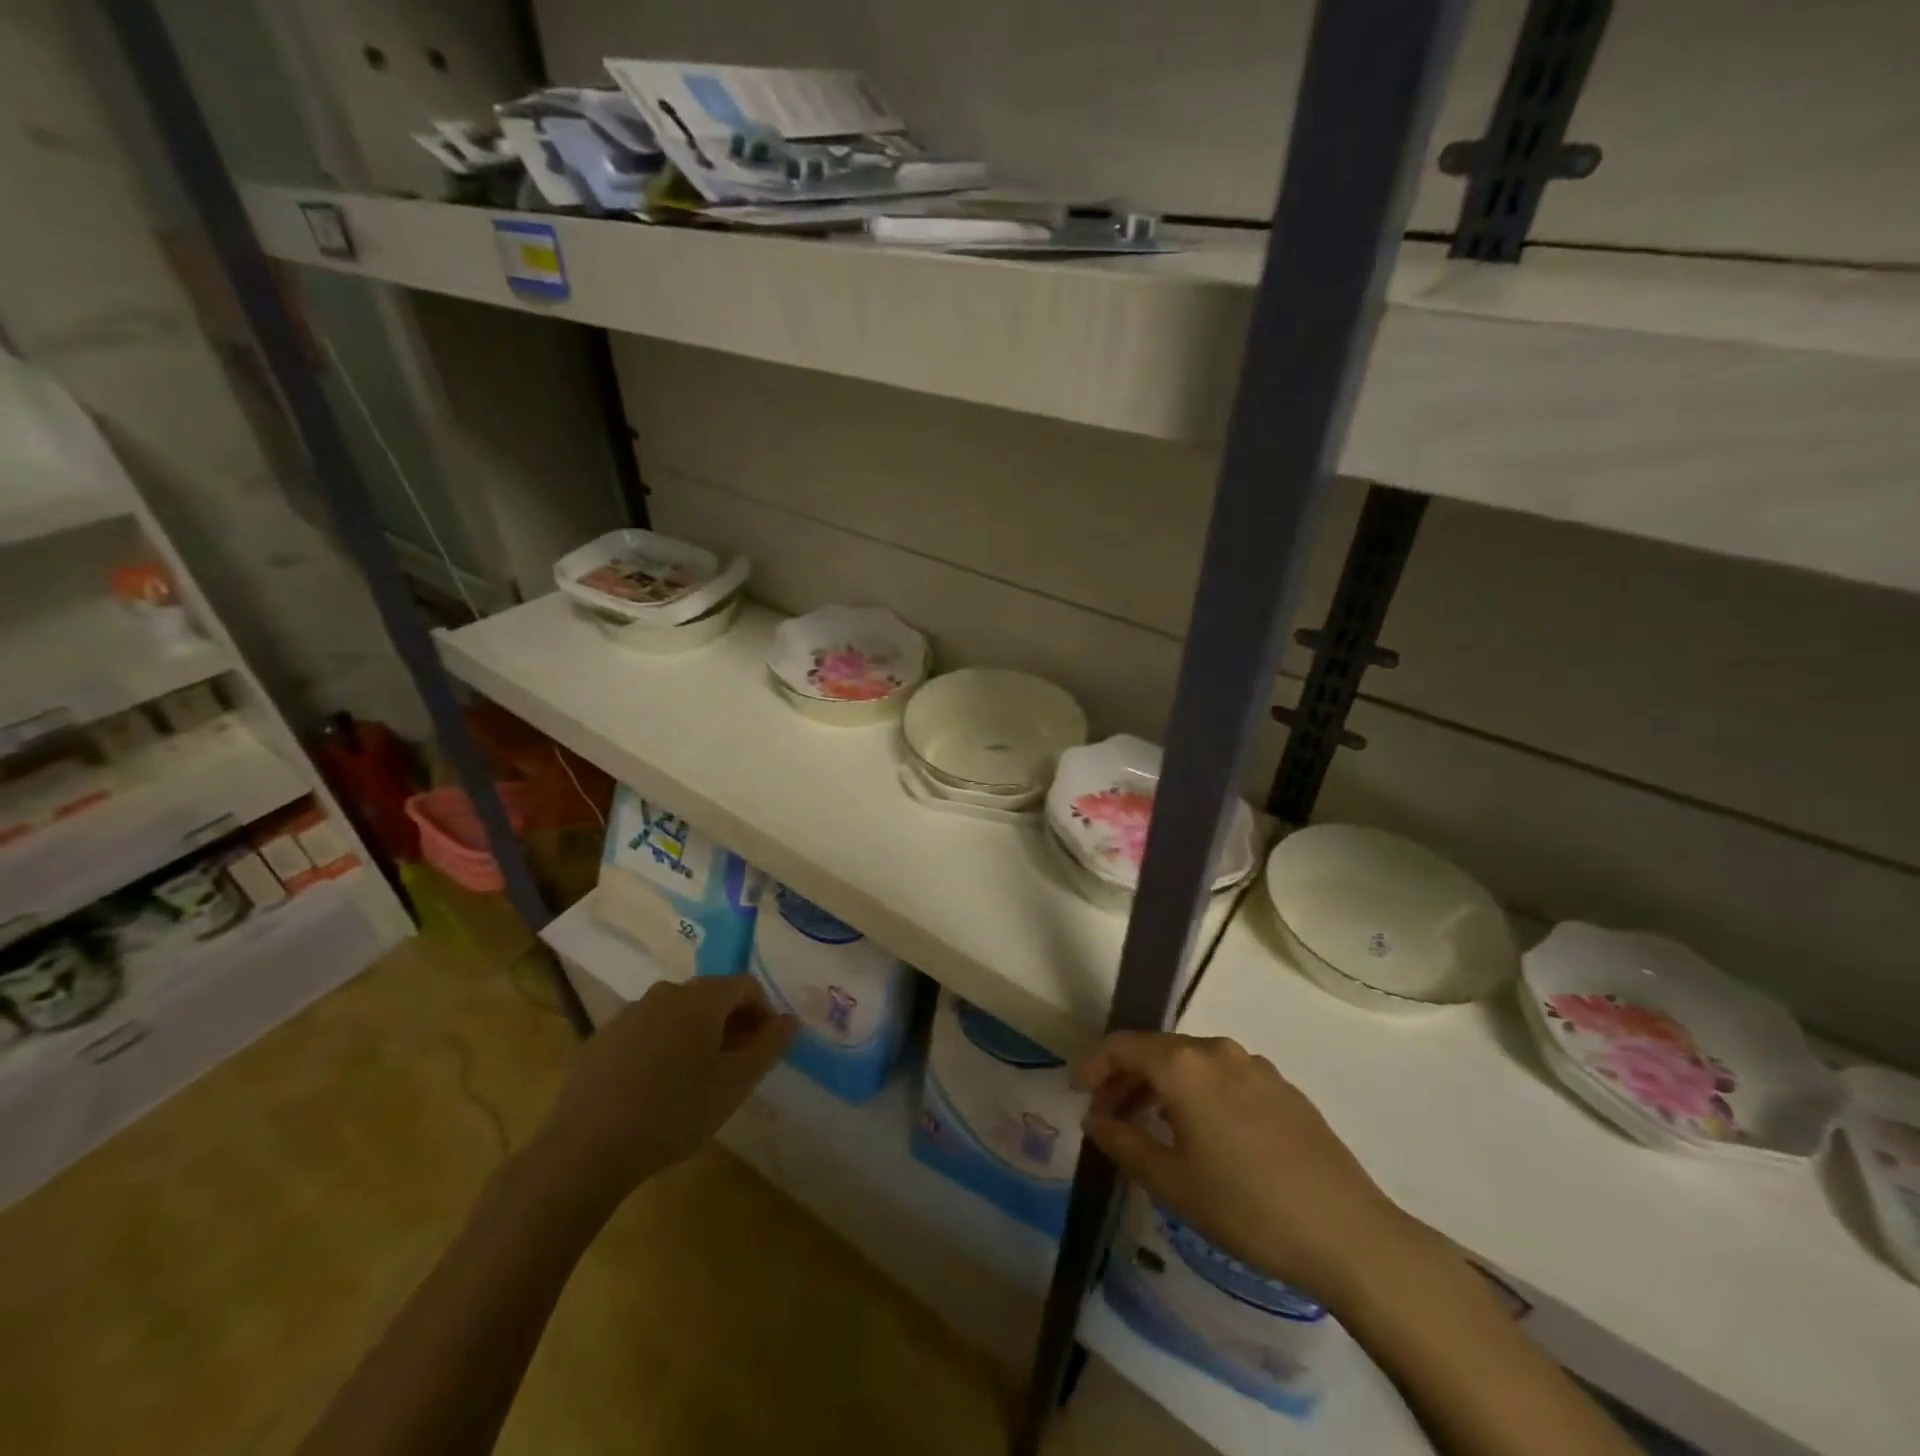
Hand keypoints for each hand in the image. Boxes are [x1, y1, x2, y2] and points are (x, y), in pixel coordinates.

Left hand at [533, 976, 796, 1212]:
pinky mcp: (602, 1039)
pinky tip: (656, 1088)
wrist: (585, 1150)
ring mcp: (629, 1014)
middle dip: (731, 1024)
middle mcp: (665, 993)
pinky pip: (647, 1031)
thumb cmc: (674, 1113)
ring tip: (697, 1080)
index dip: (764, 1013)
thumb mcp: (735, 1084)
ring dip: (697, 1035)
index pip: (746, 986)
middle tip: (735, 1066)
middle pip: (711, 996)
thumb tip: (791, 1020)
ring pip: (677, 1014)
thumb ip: (769, 1046)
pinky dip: (663, 1047)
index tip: (764, 1050)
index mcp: (701, 998)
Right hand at [1074, 1031, 1425, 1305]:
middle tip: (1108, 1114)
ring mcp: (1255, 1065)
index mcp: (1183, 1065)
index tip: (1077, 1090)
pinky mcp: (1282, 1087)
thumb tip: (1095, 1118)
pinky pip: (1224, 1076)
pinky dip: (1198, 1092)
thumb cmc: (1246, 1207)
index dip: (1094, 1065)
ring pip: (1191, 1062)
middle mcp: (1217, 1050)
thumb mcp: (1171, 1182)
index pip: (1123, 1046)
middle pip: (1156, 1051)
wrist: (1348, 1233)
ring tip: (1151, 1125)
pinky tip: (1204, 1132)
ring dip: (1162, 1085)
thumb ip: (1123, 1142)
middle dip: (1126, 1078)